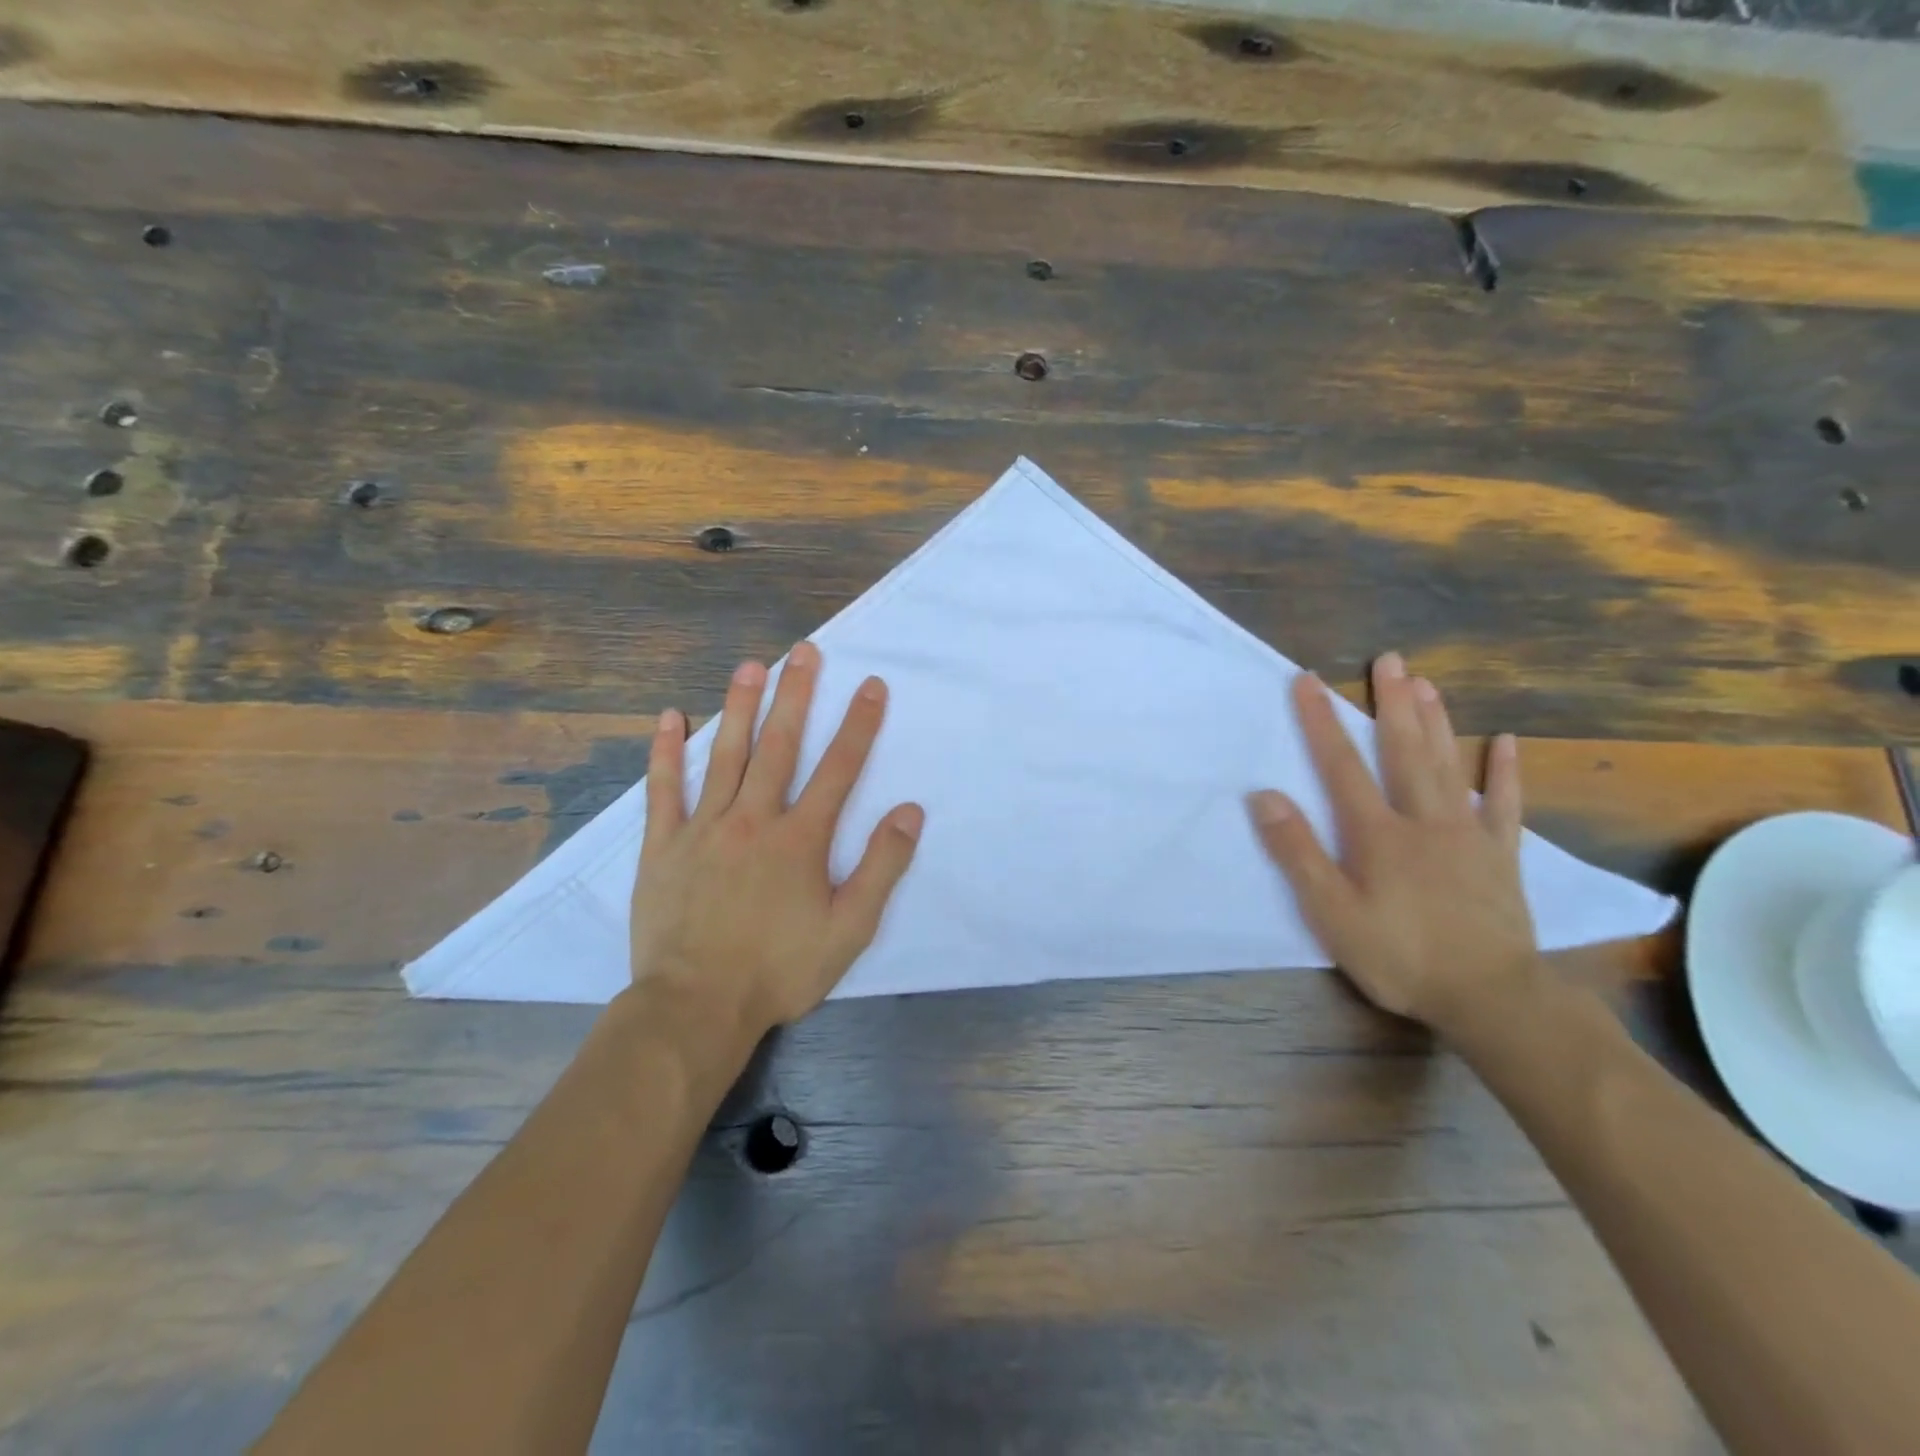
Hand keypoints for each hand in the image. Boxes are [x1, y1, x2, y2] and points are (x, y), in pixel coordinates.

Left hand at [631, 642, 923, 1044]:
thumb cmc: (779, 970)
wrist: (696, 1006)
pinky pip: (663, 789)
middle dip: (796, 695)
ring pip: (724, 754)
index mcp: (800, 839)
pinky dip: (666, 752)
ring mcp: (703, 828)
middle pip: (779, 745)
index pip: (838, 768)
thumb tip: (909, 812)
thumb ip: (881, 867)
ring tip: (751, 665)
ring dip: (739, 706)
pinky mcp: (663, 845)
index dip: (858, 724)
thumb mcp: (849, 929)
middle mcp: (753, 819)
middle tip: (804, 651)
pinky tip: (670, 717)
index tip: (871, 685)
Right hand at [1246, 653, 1538, 1032]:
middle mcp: (1423, 821)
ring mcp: (1468, 835)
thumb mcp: (1332, 913)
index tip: (1307, 681)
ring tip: (1426, 682)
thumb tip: (1264, 796)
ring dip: (1436, 722)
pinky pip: (1504, 806)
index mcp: (1378, 833)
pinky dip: (1504, 773)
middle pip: (1404, 752)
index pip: (1342, 766)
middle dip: (1392, 704)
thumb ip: (1297, 852)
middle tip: (1389, 659)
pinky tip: (1504, 742)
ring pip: (1449, 767)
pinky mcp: (1500, 857)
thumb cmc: (1401, 956)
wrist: (1492, 998)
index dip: (1321, 722)